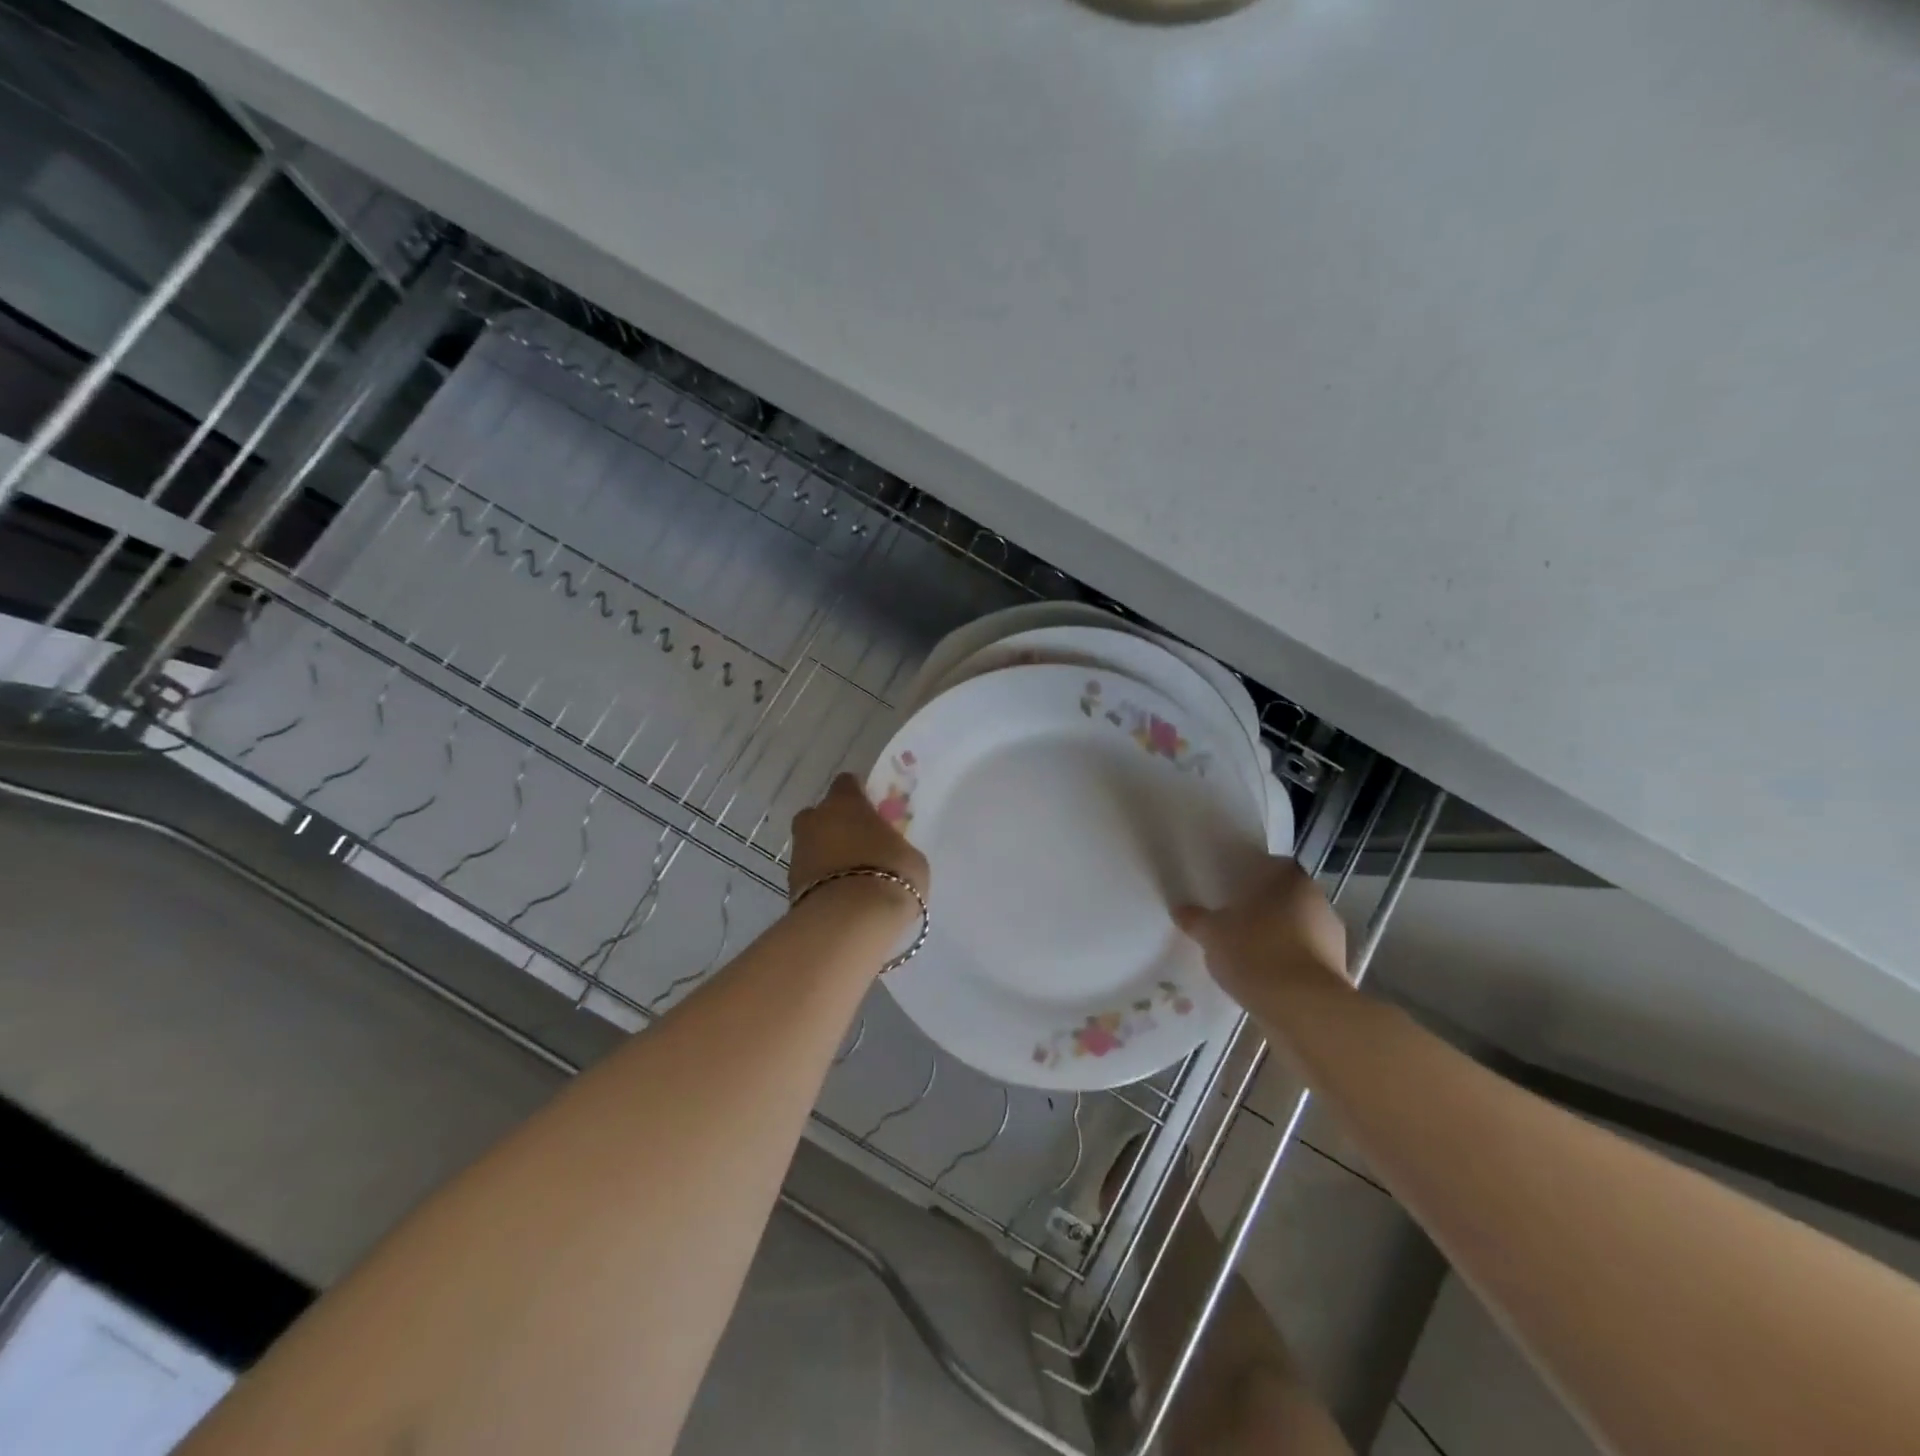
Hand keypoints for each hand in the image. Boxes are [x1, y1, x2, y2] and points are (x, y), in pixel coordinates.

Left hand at [789, 774, 930, 920]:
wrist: (849, 921)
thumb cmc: (890, 875)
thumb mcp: (910, 857)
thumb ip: (895, 846)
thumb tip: (889, 852)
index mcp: (845, 802)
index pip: (846, 783)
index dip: (858, 794)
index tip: (872, 808)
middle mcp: (815, 820)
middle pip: (821, 813)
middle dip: (836, 825)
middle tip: (859, 844)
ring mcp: (798, 852)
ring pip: (812, 845)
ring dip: (827, 855)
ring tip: (852, 878)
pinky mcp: (789, 885)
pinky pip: (809, 875)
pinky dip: (821, 882)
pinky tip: (841, 898)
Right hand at [1174, 857, 1348, 1006]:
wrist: (1303, 1009)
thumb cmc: (1255, 953)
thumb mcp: (1213, 934)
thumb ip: (1197, 919)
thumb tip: (1180, 909)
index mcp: (1290, 880)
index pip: (1273, 865)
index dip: (1254, 875)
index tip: (1234, 889)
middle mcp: (1319, 901)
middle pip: (1288, 897)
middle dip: (1265, 908)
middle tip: (1235, 920)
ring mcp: (1334, 937)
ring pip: (1300, 928)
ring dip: (1280, 937)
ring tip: (1249, 953)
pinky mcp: (1339, 971)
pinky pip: (1307, 958)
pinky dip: (1290, 963)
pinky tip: (1267, 978)